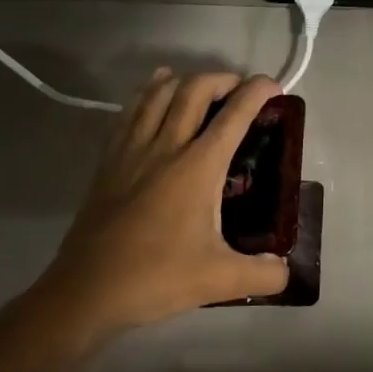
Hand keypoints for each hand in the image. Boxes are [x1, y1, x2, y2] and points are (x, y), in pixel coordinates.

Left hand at [30, 71, 290, 346]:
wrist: (85, 292)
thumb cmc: (155, 279)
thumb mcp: (219, 280)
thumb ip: (263, 275)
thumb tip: (287, 271)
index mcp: (198, 167)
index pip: (235, 114)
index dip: (258, 91)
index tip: (275, 86)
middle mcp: (167, 147)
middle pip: (195, 89)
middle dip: (223, 79)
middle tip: (240, 92)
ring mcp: (133, 150)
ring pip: (160, 93)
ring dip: (186, 80)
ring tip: (203, 88)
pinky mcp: (109, 161)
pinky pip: (130, 110)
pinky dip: (149, 91)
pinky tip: (157, 88)